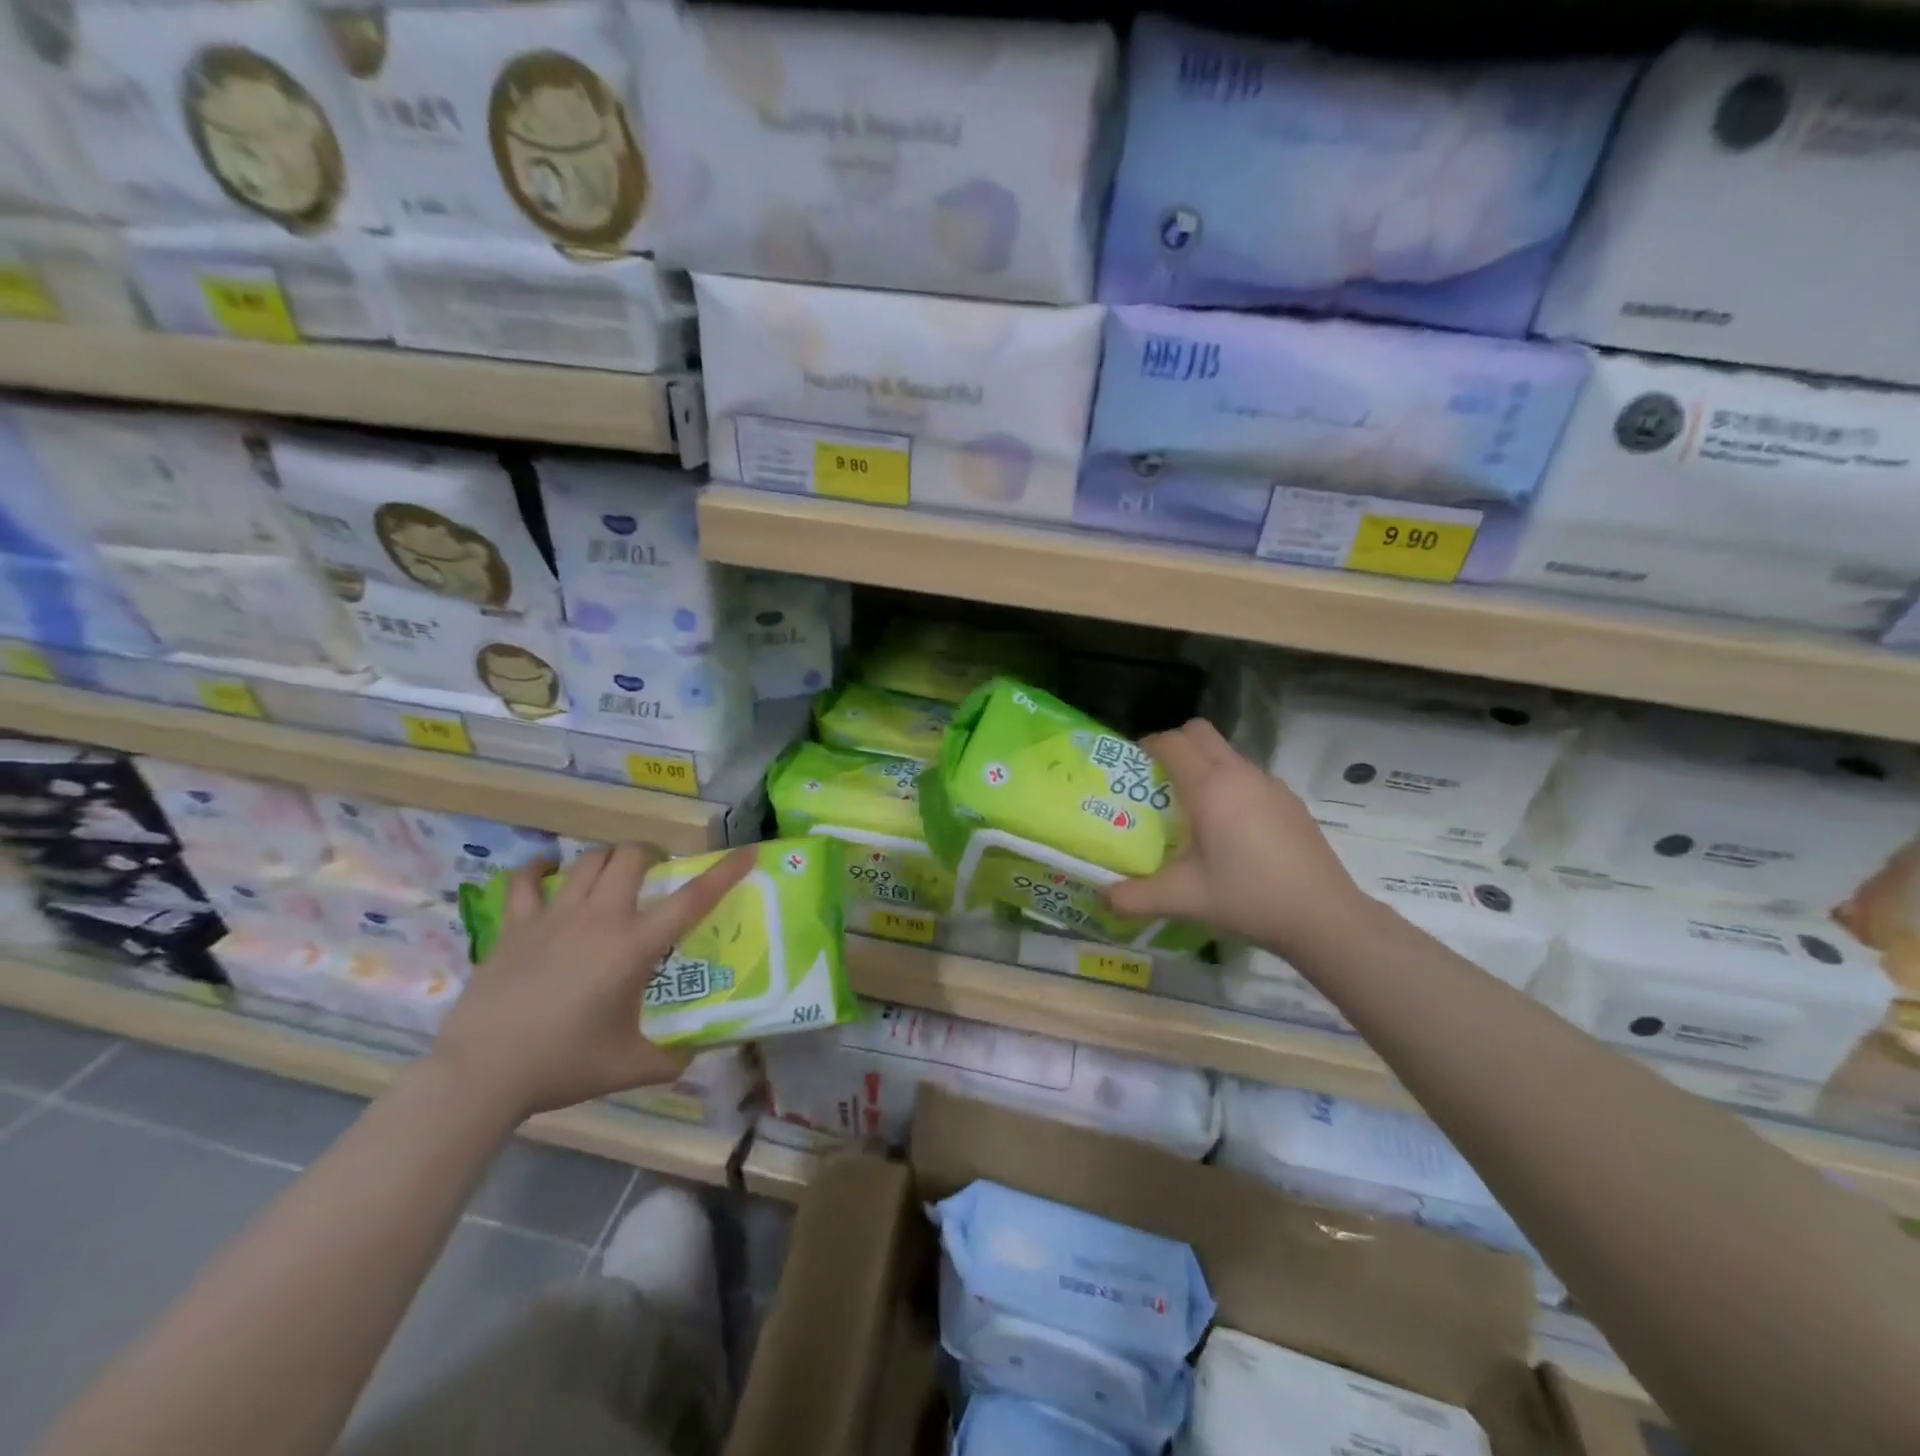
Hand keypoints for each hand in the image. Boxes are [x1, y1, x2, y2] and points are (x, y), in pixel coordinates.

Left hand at [429, 843, 755, 1122]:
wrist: (481, 1075)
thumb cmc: (563, 1066)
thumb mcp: (631, 1067)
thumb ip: (674, 1058)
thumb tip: (701, 1051)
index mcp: (633, 947)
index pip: (692, 899)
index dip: (725, 872)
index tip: (747, 853)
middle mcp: (599, 918)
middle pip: (632, 857)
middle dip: (653, 854)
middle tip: (659, 872)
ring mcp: (553, 916)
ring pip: (588, 860)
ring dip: (609, 858)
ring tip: (615, 873)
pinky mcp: (515, 925)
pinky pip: (527, 880)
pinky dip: (542, 869)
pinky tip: (550, 871)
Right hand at [1104, 719, 1367, 957]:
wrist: (1324, 917)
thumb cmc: (1248, 897)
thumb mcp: (1183, 899)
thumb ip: (1134, 897)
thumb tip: (1102, 899)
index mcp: (1210, 787)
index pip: (1171, 742)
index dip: (1147, 746)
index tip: (1133, 768)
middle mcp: (1240, 774)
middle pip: (1200, 733)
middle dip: (1175, 745)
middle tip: (1159, 781)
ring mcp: (1271, 785)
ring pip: (1227, 754)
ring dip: (1204, 766)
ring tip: (1192, 810)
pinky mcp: (1290, 801)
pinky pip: (1249, 777)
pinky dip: (1231, 786)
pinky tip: (1232, 831)